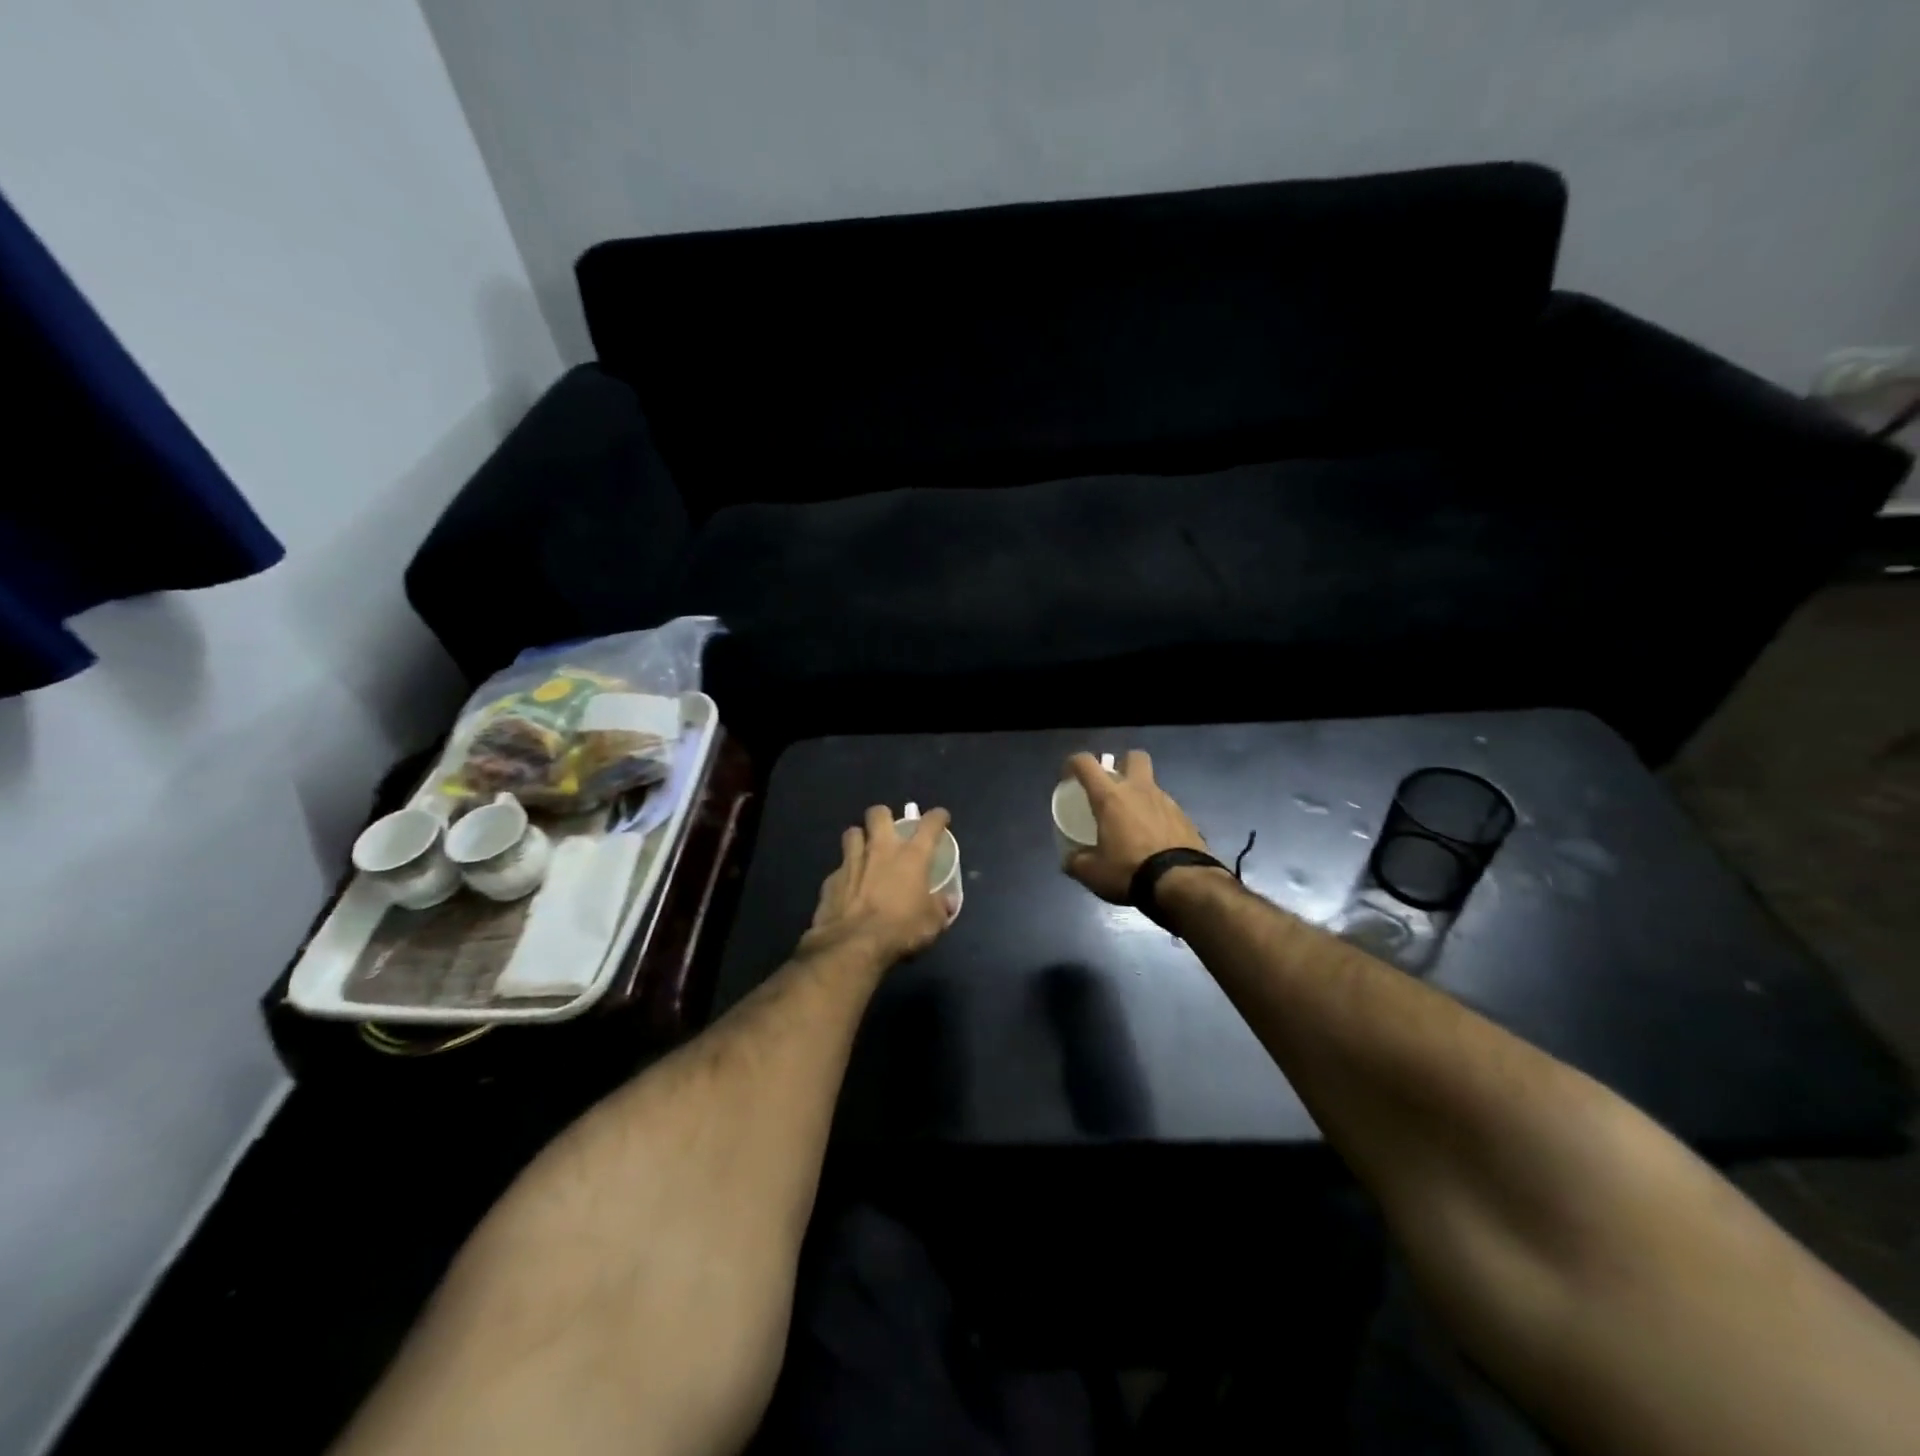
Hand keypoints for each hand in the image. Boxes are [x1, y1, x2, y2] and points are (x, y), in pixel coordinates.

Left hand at [800, 805, 953, 966]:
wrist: (853, 944)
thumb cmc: (901, 929)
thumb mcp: (932, 923)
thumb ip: (941, 907)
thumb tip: (948, 902)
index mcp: (912, 856)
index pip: (929, 824)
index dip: (937, 817)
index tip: (940, 818)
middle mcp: (881, 849)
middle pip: (878, 813)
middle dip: (884, 816)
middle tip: (890, 831)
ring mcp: (852, 861)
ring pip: (853, 832)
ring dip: (860, 838)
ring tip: (865, 851)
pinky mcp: (831, 879)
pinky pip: (839, 867)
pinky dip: (846, 872)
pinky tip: (849, 886)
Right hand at [1062, 750, 1209, 903]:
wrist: (1182, 883)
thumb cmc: (1130, 871)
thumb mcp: (1092, 873)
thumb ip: (1076, 862)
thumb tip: (1071, 859)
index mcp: (1111, 797)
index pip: (1086, 763)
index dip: (1073, 763)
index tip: (1068, 777)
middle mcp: (1139, 790)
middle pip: (1134, 757)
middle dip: (1122, 764)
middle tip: (1112, 787)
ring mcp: (1167, 802)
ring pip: (1151, 785)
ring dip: (1140, 796)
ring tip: (1132, 823)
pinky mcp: (1186, 818)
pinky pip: (1166, 809)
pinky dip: (1157, 817)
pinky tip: (1153, 839)